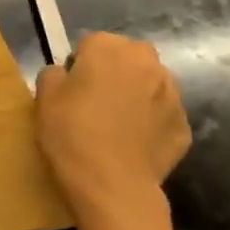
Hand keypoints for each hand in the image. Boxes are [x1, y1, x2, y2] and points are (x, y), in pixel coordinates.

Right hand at [35, 31, 193, 229]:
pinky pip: (162, 115)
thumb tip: (68, 76)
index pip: (92, 43)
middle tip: (95, 102)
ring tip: (117, 125)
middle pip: (128, 58)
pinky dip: (151, 123)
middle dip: (116, 72)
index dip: (81, 64)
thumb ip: (56, 74)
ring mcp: (172, 95)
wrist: (112, 187)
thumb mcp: (44, 96)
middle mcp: (147, 63)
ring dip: (137, 94)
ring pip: (150, 84)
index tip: (73, 88)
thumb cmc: (72, 133)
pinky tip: (134, 144)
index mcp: (110, 48)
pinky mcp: (184, 127)